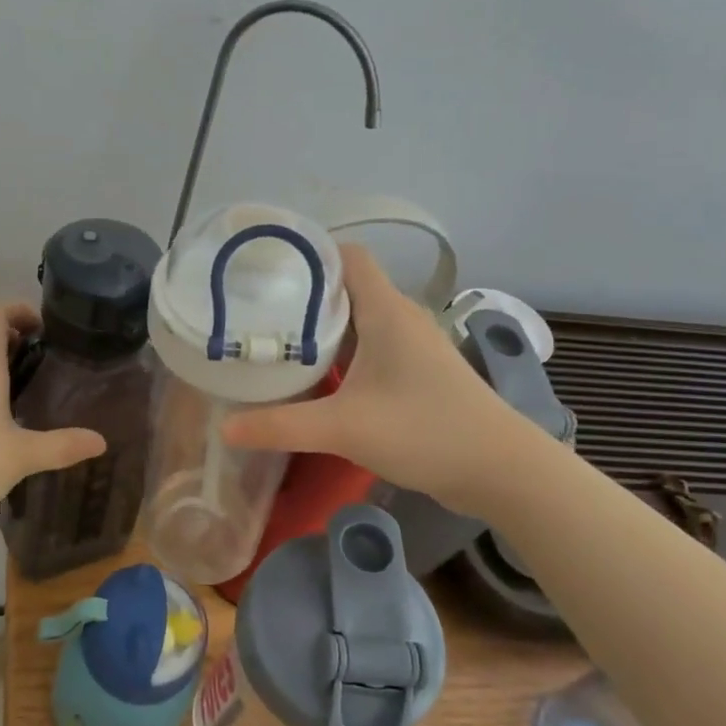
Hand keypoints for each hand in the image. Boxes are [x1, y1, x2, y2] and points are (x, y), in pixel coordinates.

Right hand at [221, 246, 538, 511]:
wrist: (501, 471)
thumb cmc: (426, 431)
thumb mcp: (344, 428)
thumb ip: (281, 426)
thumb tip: (224, 428)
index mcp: (386, 311)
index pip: (347, 256)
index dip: (309, 254)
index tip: (265, 268)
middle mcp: (399, 319)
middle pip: (345, 288)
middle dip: (301, 295)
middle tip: (253, 308)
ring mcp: (410, 347)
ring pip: (355, 321)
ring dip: (319, 328)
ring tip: (271, 339)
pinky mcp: (415, 374)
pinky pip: (367, 349)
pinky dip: (337, 354)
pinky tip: (311, 377)